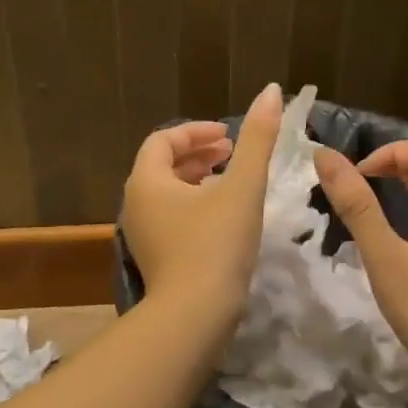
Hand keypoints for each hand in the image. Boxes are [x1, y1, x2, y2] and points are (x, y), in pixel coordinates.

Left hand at [121, 83, 283, 322]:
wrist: (195, 316)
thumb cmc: (216, 244)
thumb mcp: (242, 187)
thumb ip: (257, 138)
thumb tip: (271, 90)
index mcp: (146, 181)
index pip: (163, 140)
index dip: (196, 132)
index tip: (228, 136)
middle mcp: (135, 204)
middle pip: (162, 165)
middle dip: (198, 154)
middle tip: (232, 152)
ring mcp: (142, 234)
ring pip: (168, 193)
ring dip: (197, 180)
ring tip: (231, 180)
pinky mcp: (155, 258)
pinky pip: (171, 218)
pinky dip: (194, 205)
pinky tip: (223, 217)